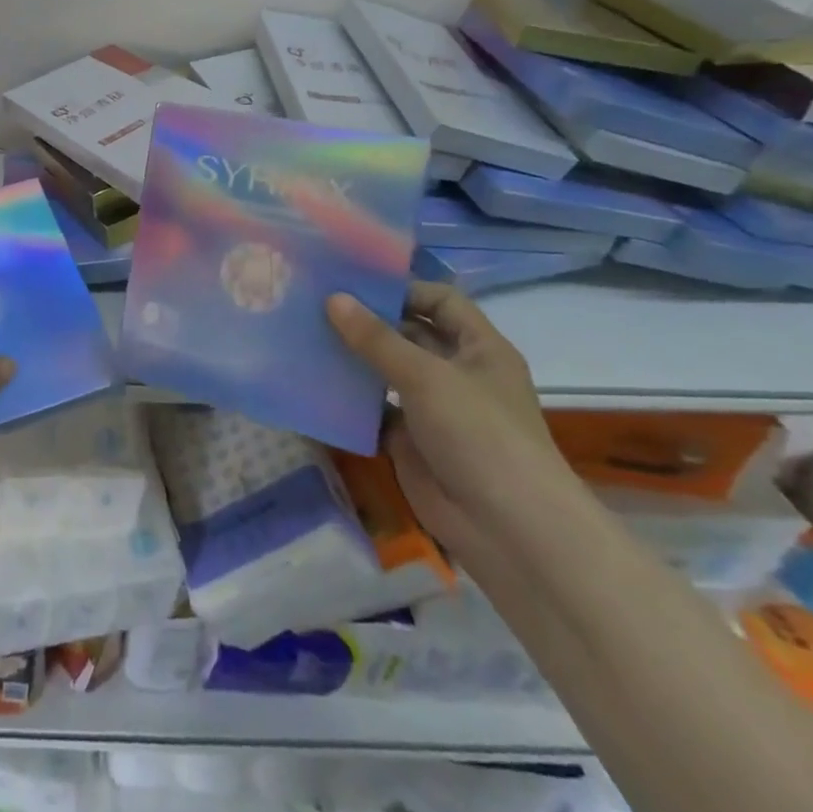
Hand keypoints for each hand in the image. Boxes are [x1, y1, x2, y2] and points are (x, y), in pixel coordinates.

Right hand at [326, 282, 571, 554]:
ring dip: (353, 358)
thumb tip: (332, 298)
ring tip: (305, 337)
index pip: (440, 300)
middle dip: (368, 321)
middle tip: (315, 305)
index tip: (352, 283)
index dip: (402, 288)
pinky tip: (313, 384)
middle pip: (409, 334)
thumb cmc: (480, 434)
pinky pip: (374, 410)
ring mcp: (433, 409)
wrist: (507, 528)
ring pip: (387, 372)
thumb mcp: (426, 376)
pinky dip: (348, 400)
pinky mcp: (410, 441)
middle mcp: (457, 372)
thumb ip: (376, 339)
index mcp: (478, 348)